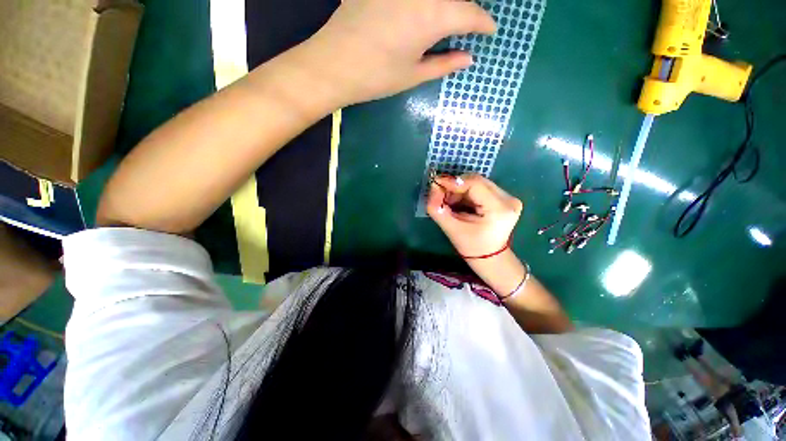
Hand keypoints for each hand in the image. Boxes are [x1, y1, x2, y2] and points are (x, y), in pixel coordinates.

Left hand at [308, 0, 495, 105]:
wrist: (333, 64)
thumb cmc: (376, 76)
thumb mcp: (413, 75)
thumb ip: (444, 63)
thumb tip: (468, 58)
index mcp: (432, 15)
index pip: (469, 13)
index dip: (483, 23)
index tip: (489, 31)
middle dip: (464, 9)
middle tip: (468, 24)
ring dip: (444, 5)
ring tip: (444, 19)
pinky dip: (421, 5)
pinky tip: (418, 14)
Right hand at [427, 174, 522, 257]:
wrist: (491, 258)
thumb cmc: (472, 247)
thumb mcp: (451, 229)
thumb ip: (437, 209)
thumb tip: (432, 188)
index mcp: (499, 209)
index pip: (474, 184)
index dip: (453, 181)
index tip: (436, 183)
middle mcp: (508, 199)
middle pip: (476, 181)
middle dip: (455, 187)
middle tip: (441, 196)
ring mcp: (509, 198)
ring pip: (478, 183)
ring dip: (460, 190)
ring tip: (450, 203)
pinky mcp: (506, 199)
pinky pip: (481, 188)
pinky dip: (467, 193)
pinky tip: (459, 203)